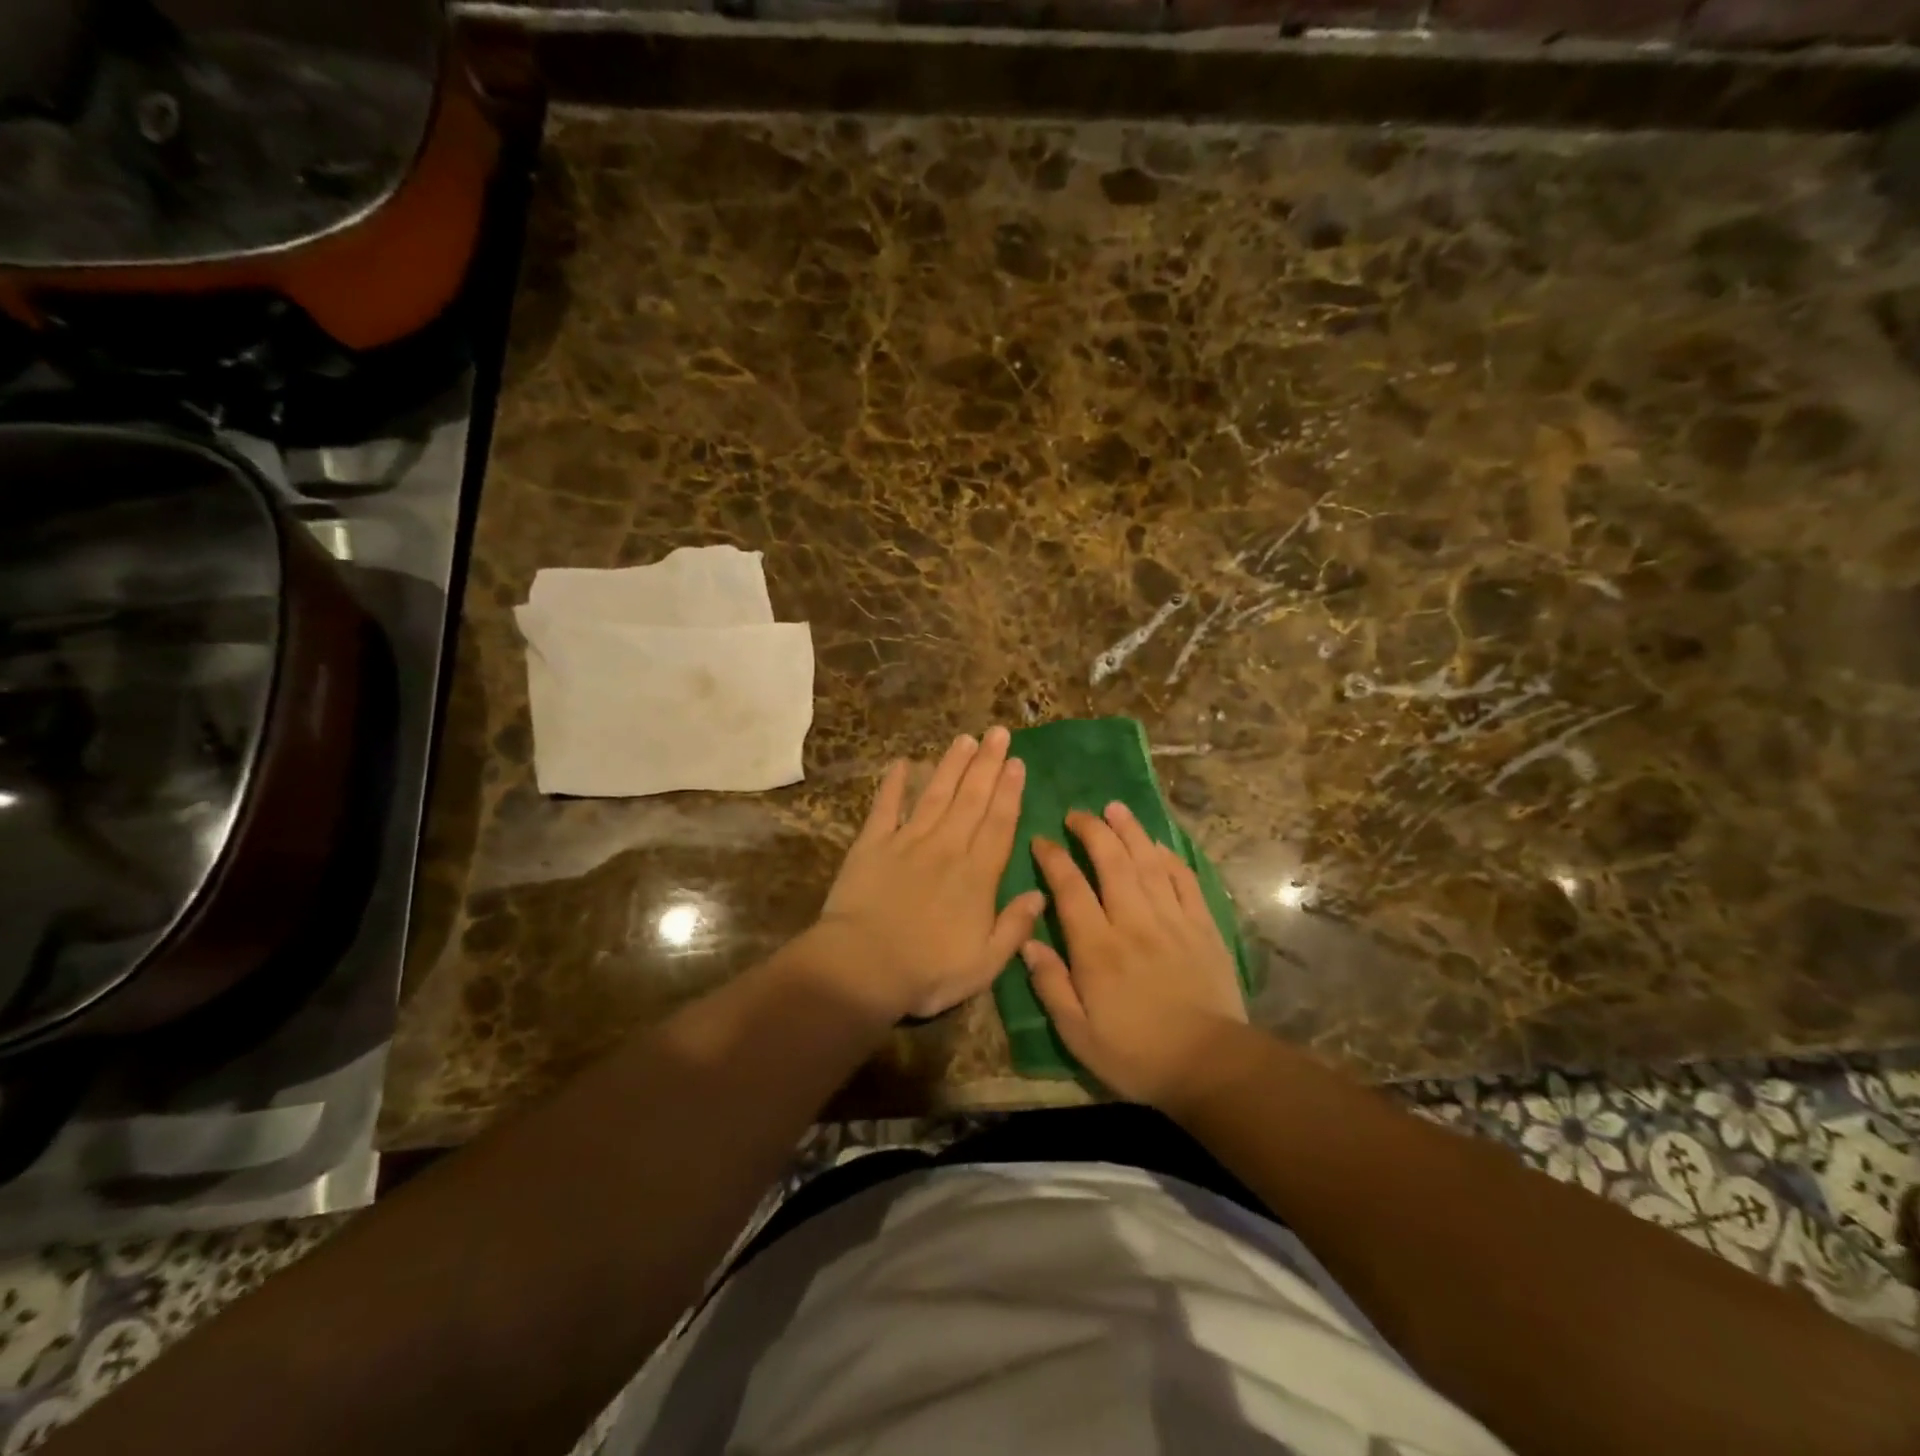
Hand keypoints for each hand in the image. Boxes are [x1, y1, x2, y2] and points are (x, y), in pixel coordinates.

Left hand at [812, 726, 1046, 1020]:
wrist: (863, 968)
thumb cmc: (928, 972)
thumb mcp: (985, 964)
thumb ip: (1014, 926)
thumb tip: (1040, 893)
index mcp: (977, 875)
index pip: (999, 824)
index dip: (1010, 792)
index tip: (1017, 763)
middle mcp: (947, 847)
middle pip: (972, 798)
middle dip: (988, 764)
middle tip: (998, 733)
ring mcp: (908, 841)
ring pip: (936, 794)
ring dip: (952, 765)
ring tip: (965, 739)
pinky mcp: (872, 844)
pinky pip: (886, 807)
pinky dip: (893, 784)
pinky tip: (901, 763)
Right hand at [1021, 802, 1247, 1107]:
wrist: (1209, 1065)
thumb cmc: (1135, 1054)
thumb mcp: (1077, 1033)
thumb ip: (1050, 984)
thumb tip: (1026, 942)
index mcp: (1098, 947)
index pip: (1070, 888)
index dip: (1053, 859)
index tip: (1040, 840)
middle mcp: (1133, 922)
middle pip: (1112, 862)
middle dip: (1092, 831)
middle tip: (1077, 814)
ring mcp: (1172, 920)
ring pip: (1148, 862)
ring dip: (1130, 831)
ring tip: (1115, 808)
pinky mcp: (1203, 926)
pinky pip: (1185, 880)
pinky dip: (1170, 857)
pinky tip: (1158, 844)